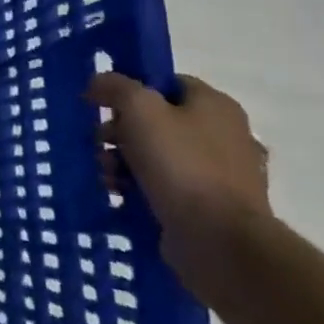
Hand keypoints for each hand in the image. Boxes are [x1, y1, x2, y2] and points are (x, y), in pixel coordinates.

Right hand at [86, 72, 270, 299]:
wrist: (219, 241)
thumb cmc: (180, 164)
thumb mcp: (139, 109)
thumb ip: (115, 86)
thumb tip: (99, 83)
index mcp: (216, 106)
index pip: (167, 83)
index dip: (131, 88)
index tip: (102, 103)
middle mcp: (225, 136)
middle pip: (157, 121)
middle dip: (120, 132)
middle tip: (99, 144)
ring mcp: (221, 175)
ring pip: (158, 156)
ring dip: (124, 162)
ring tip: (106, 176)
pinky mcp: (211, 207)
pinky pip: (166, 187)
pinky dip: (140, 188)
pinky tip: (121, 195)